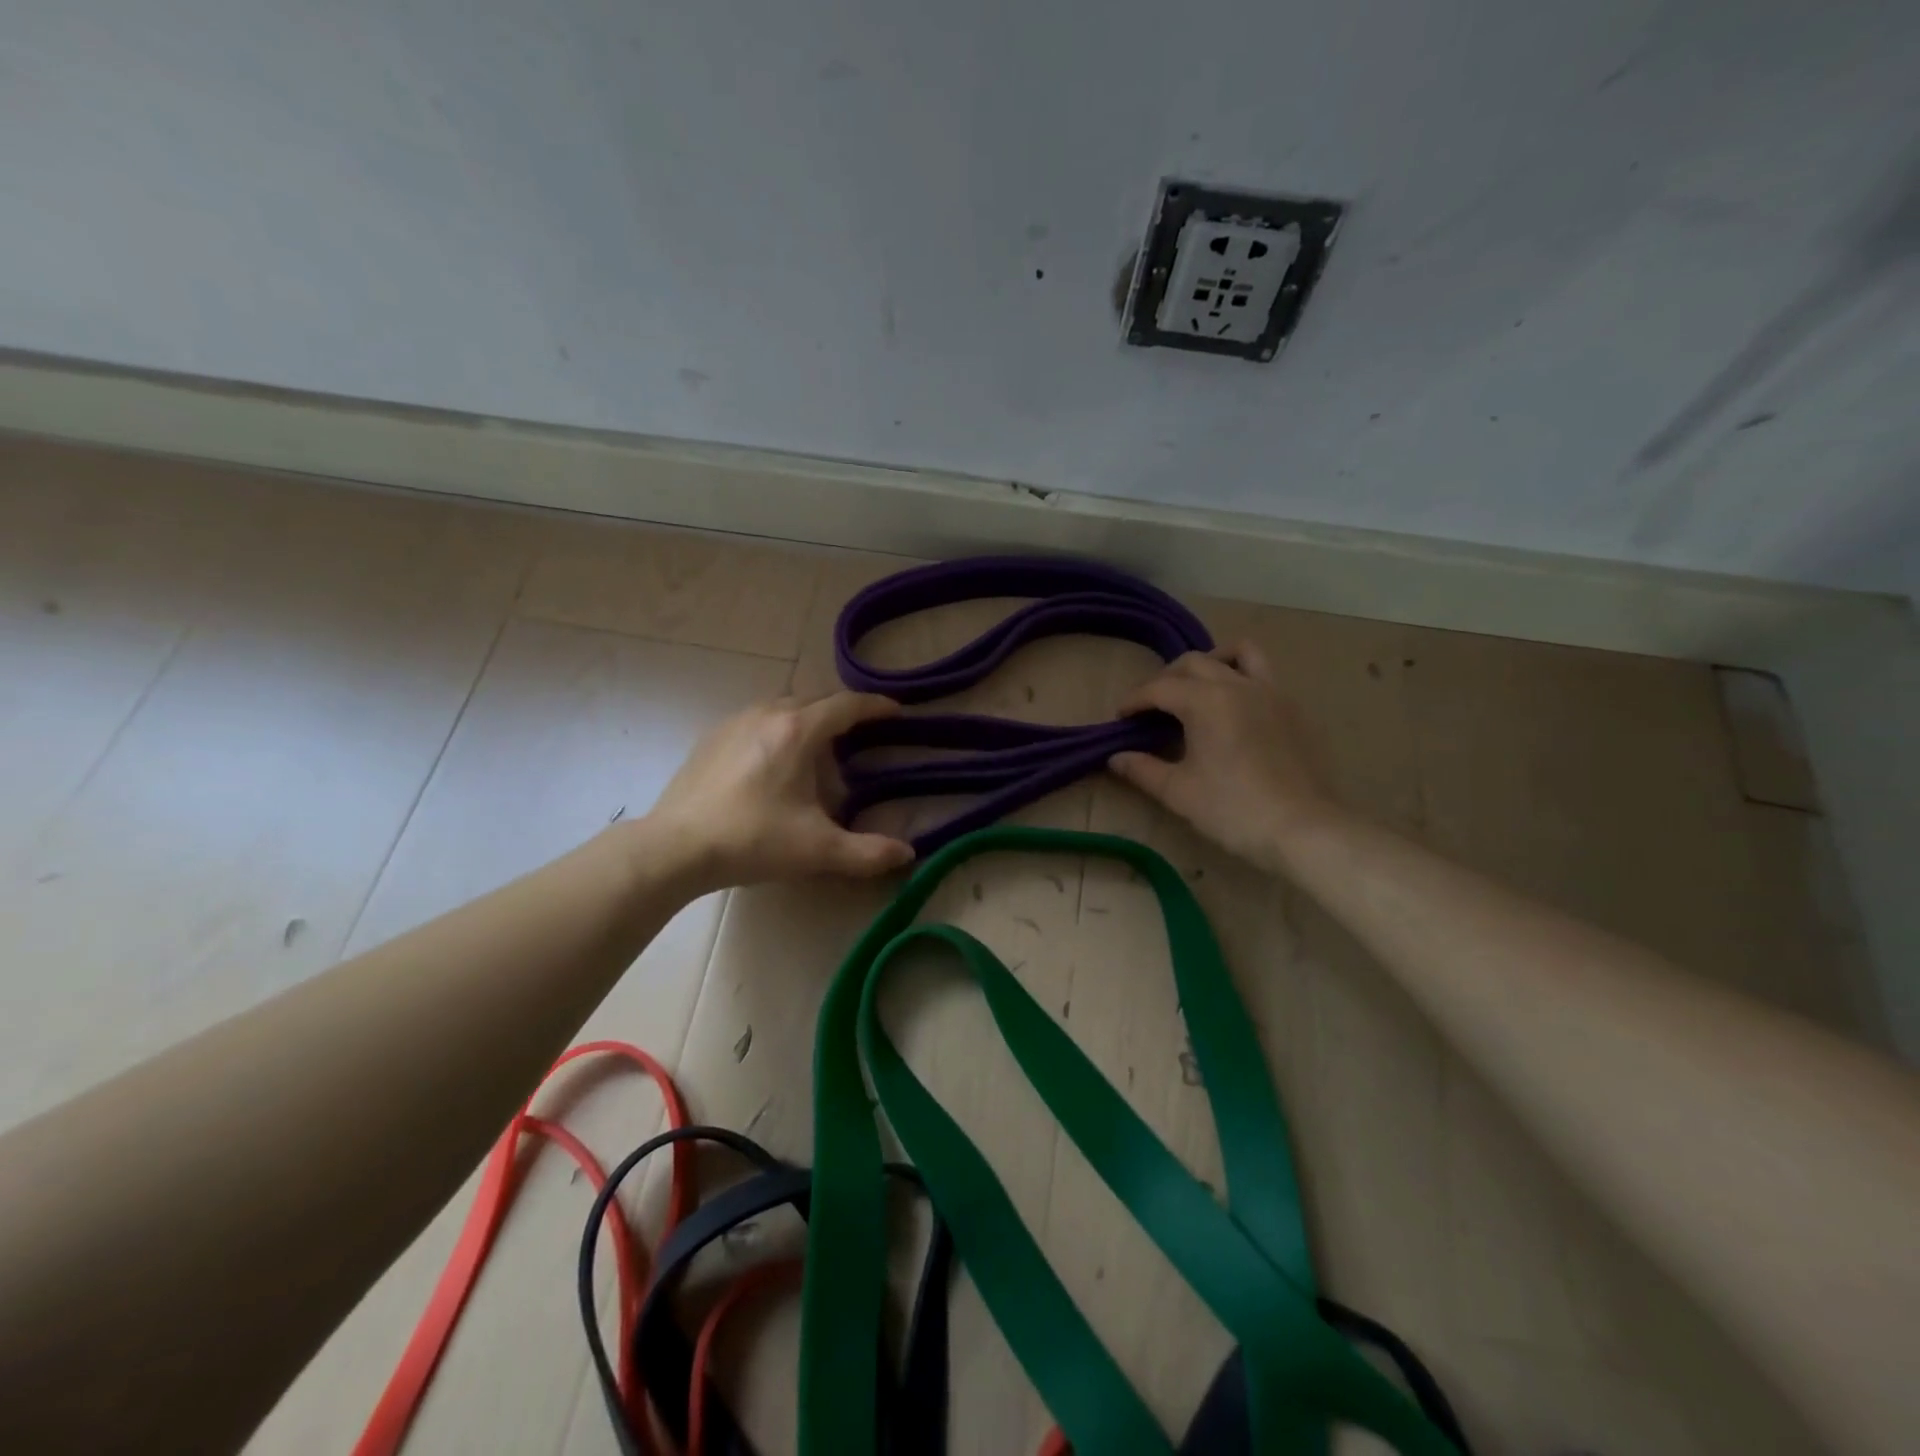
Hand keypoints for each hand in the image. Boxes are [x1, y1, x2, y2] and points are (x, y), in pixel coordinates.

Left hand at [646, 692, 914, 891]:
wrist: (675, 847)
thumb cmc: (753, 840)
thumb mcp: (818, 850)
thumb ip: (868, 852)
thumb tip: (907, 854)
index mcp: (798, 731)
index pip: (847, 705)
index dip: (875, 706)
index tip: (895, 711)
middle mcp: (767, 714)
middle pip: (815, 701)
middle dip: (841, 715)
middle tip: (858, 740)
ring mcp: (735, 722)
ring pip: (783, 708)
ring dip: (806, 722)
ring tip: (814, 757)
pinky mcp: (711, 738)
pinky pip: (756, 721)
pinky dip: (776, 731)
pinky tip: (772, 766)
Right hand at [1108, 643, 1340, 870]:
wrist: (1304, 829)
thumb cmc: (1234, 809)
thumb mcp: (1178, 792)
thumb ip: (1142, 769)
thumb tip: (1116, 757)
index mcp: (1206, 701)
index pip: (1160, 688)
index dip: (1134, 699)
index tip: (1120, 717)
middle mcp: (1238, 685)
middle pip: (1194, 662)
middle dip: (1165, 679)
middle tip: (1151, 706)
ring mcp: (1272, 692)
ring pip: (1239, 654)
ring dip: (1211, 660)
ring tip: (1198, 686)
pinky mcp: (1294, 708)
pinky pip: (1264, 675)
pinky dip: (1242, 678)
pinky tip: (1235, 708)